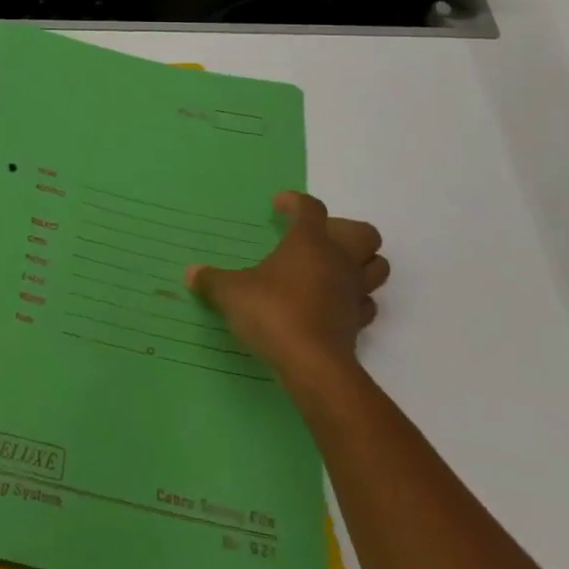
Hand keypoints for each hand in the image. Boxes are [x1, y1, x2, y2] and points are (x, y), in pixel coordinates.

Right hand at [186, 192, 387, 407]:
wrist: (313, 366)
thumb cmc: (272, 313)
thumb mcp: (231, 293)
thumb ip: (212, 280)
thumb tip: (191, 273)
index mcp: (309, 242)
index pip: (311, 209)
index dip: (295, 203)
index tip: (278, 206)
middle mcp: (338, 261)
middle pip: (364, 233)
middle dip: (344, 230)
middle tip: (315, 238)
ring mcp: (353, 292)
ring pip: (377, 267)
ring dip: (360, 263)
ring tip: (329, 269)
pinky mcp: (358, 324)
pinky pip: (366, 303)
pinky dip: (353, 299)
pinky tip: (331, 304)